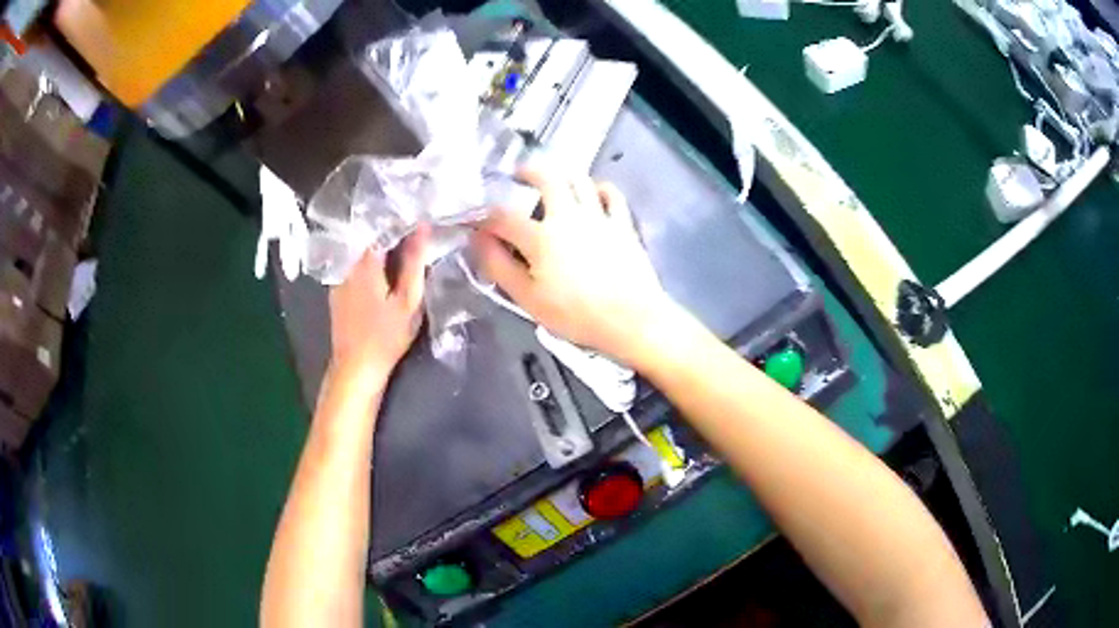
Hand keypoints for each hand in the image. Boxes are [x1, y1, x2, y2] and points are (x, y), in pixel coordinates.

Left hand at [329, 225, 429, 379]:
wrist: (356, 368)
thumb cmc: (386, 336)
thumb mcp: (408, 300)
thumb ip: (414, 262)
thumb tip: (423, 227)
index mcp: (365, 262)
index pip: (384, 228)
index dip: (404, 225)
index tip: (422, 227)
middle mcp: (348, 265)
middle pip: (372, 240)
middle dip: (393, 238)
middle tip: (417, 244)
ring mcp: (339, 279)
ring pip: (363, 256)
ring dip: (381, 254)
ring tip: (402, 258)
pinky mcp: (337, 294)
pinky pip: (355, 271)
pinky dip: (370, 269)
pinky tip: (382, 279)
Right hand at [471, 168, 670, 363]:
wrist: (631, 321)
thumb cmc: (576, 316)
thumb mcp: (527, 299)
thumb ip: (499, 266)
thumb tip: (477, 240)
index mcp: (540, 237)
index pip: (503, 217)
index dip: (485, 218)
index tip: (477, 222)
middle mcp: (568, 216)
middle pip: (546, 178)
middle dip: (528, 171)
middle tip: (518, 174)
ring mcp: (599, 216)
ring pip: (579, 179)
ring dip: (562, 175)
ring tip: (553, 181)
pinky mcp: (623, 224)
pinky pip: (612, 194)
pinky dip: (599, 188)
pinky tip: (593, 193)